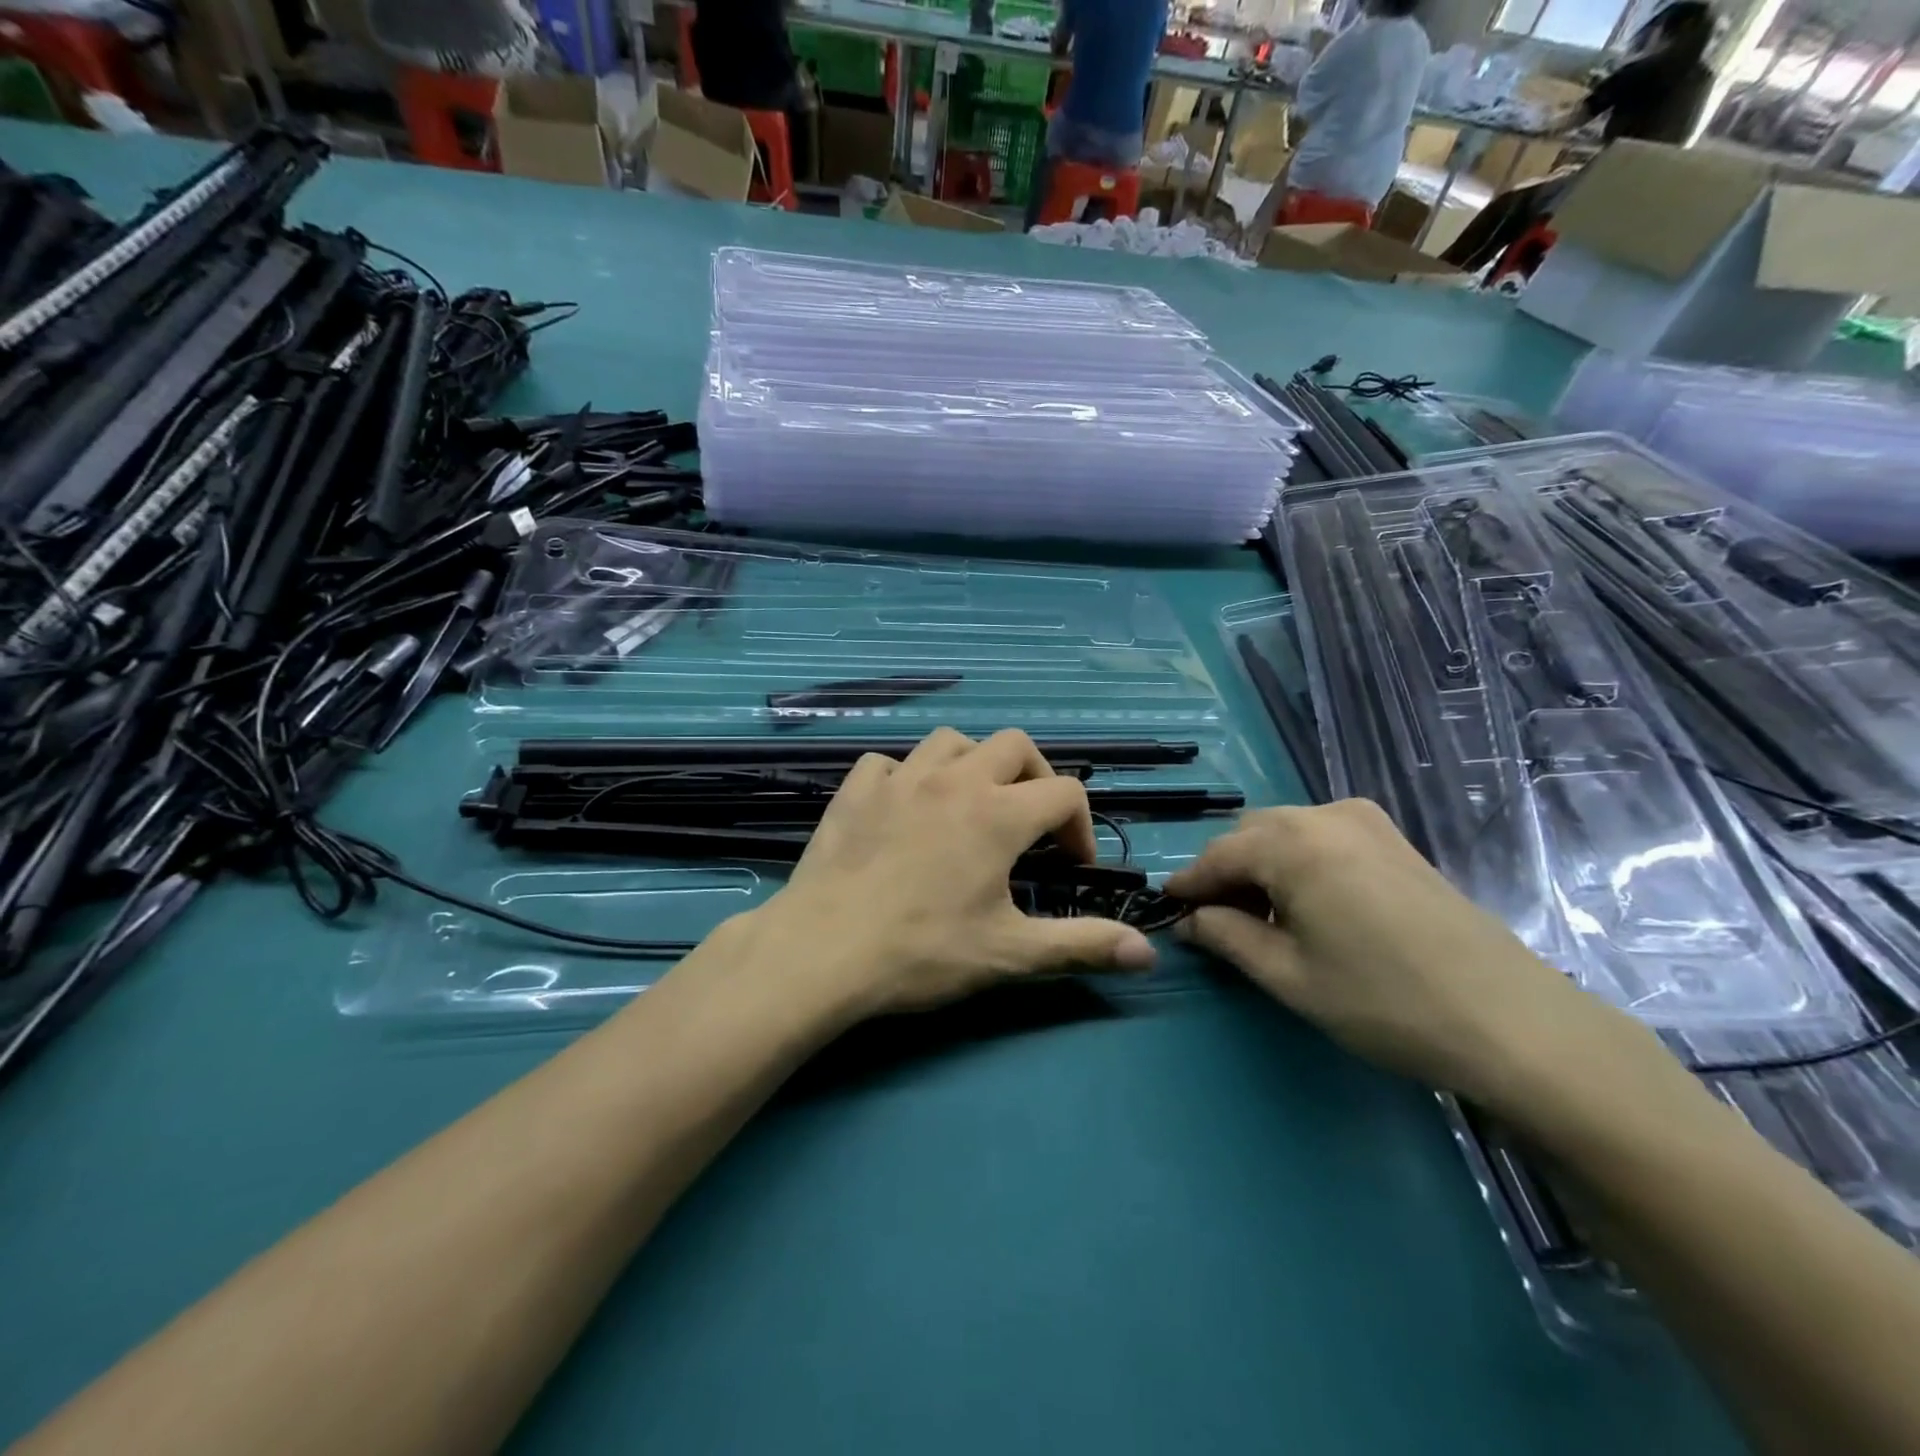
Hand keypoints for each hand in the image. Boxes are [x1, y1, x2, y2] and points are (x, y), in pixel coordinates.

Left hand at [731, 728, 1156, 1020]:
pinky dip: (907, 777)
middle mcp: (954, 780)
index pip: (1065, 793)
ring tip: (971, 806)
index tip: (1069, 867)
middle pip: (1014, 745)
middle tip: (1029, 824)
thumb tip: (1148, 954)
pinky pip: (890, 762)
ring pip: (951, 741)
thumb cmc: (922, 952)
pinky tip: (905, 810)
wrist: (823, 951)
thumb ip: (1081, 945)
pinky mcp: (855, 790)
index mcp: (998, 814)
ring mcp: (899, 779)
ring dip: (973, 765)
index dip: (1080, 827)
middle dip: (1035, 777)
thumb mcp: (1010, 953)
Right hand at [1164, 799, 1650, 1117]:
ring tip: (1262, 919)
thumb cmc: (1384, 1002)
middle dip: (1225, 874)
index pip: (1216, 855)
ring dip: (1261, 867)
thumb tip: (1189, 920)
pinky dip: (1298, 862)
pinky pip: (1321, 837)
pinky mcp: (1394, 839)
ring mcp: (1366, 821)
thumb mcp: (1288, 976)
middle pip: (1249, 835)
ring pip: (1285, 833)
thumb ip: (1226, 937)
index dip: (1188, 885)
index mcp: (1292, 843)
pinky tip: (1307, 906)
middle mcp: (1324, 815)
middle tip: (1217, 923)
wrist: (1511, 1021)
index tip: (1167, 910)